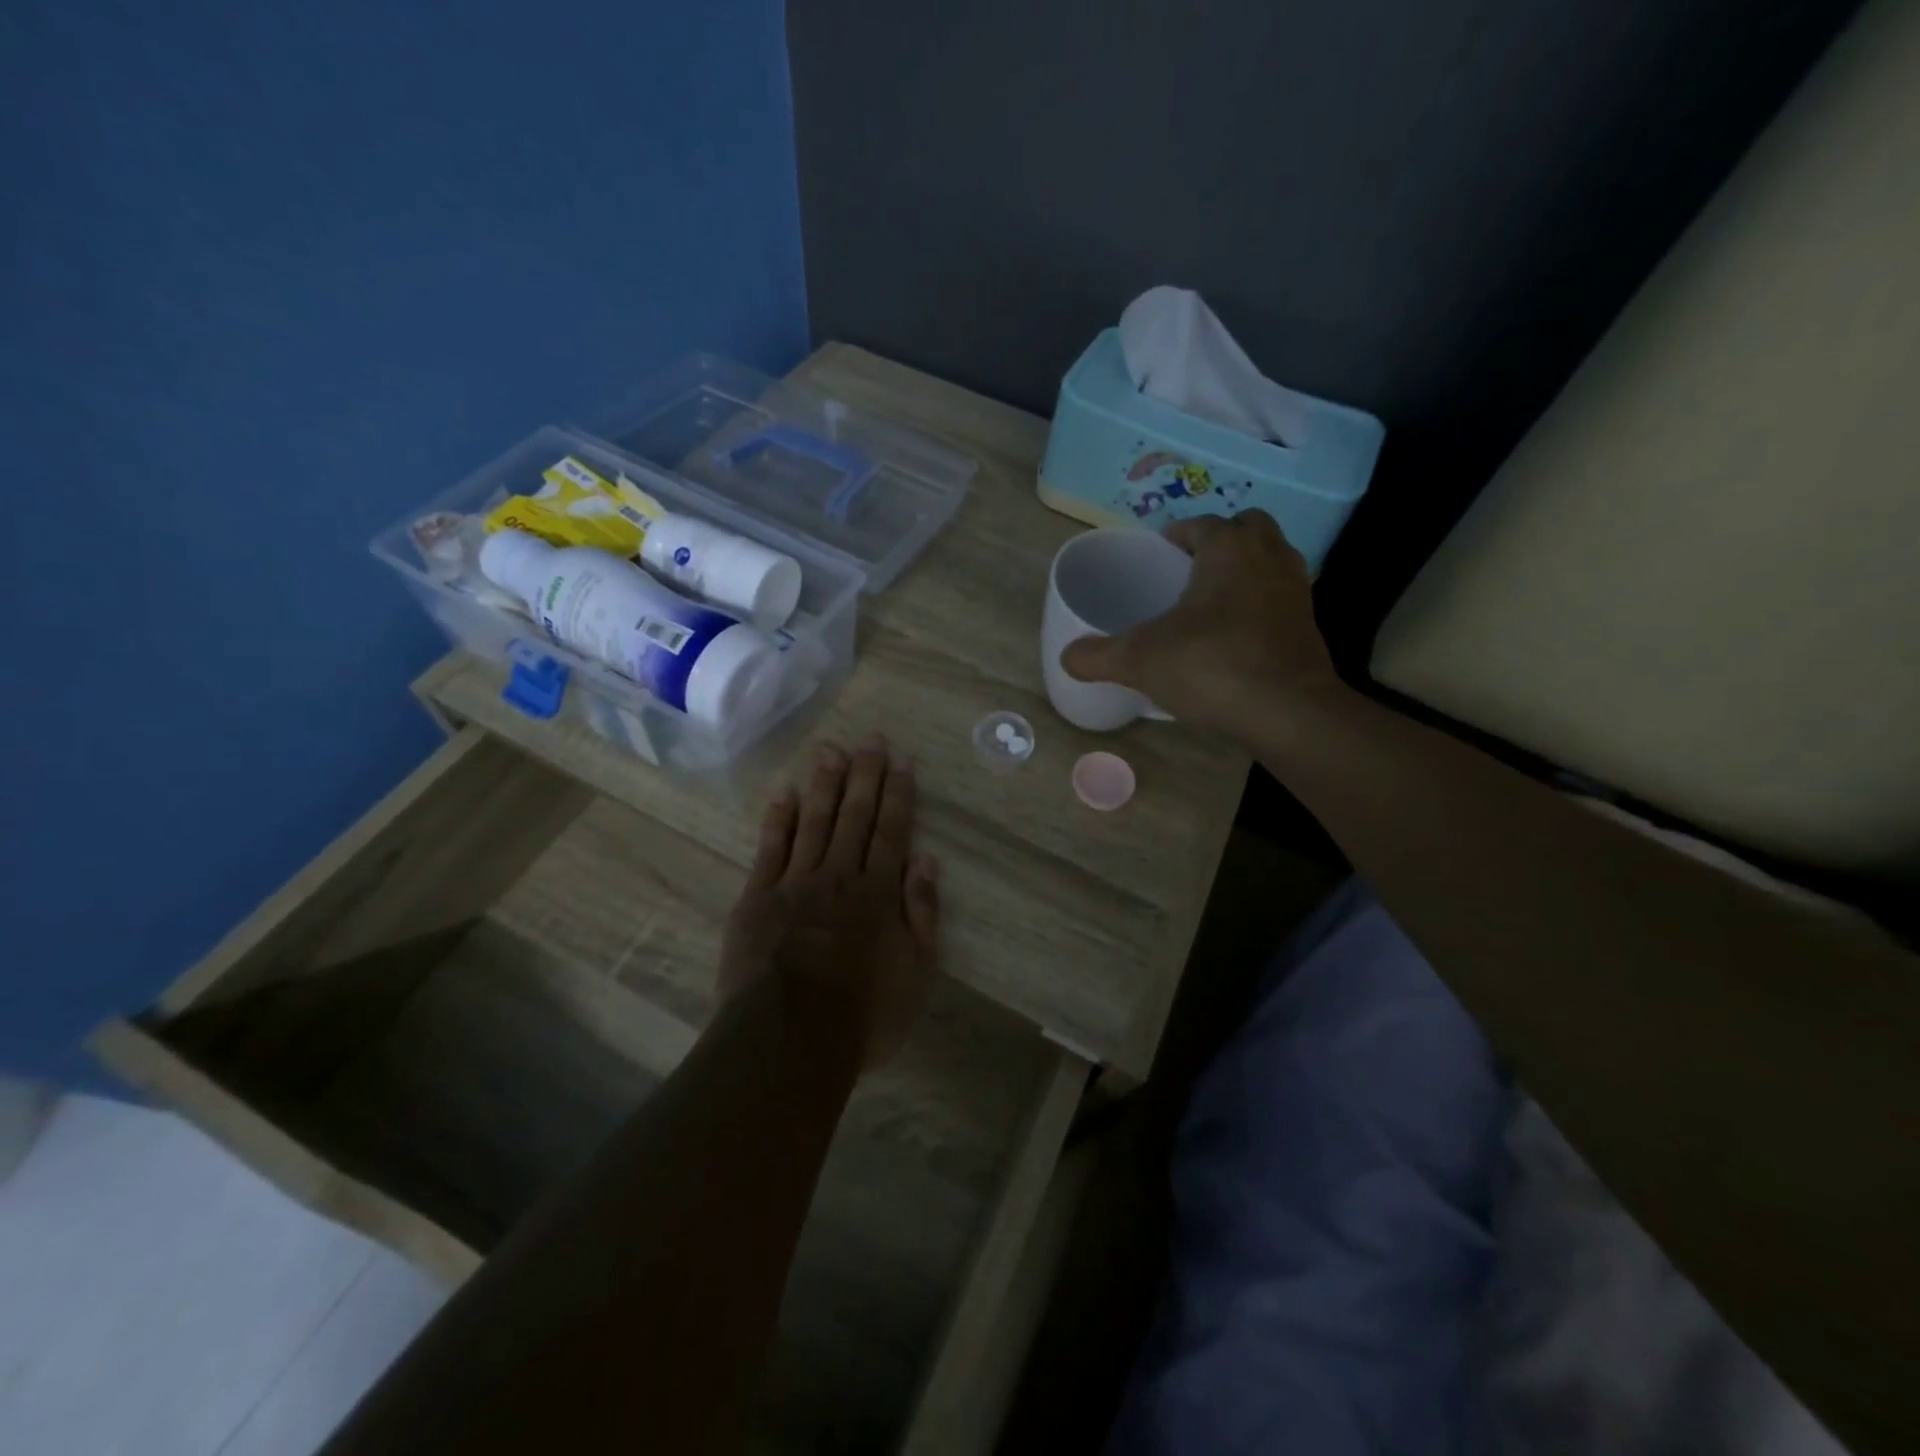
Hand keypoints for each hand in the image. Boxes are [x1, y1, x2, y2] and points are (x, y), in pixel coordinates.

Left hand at [719, 734, 940, 1068]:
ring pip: (814, 821)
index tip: (902, 760)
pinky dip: (779, 818)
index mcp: (878, 892)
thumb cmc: (863, 1014)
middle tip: (870, 738)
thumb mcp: (916, 972)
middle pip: (854, 815)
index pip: (892, 830)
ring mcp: (795, 882)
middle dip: (865, 774)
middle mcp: (839, 875)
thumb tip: (927, 859)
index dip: (898, 793)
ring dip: (824, 784)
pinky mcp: (757, 897)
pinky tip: (785, 792)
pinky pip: (770, 848)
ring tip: (831, 749)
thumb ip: (923, 912)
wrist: (789, 1040)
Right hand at [1059, 511, 1347, 742]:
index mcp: (1229, 548)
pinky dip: (1260, 604)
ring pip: (1271, 560)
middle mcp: (1269, 557)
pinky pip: (1280, 598)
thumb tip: (1066, 656)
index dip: (1177, 534)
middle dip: (1220, 540)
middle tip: (1189, 568)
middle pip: (1247, 528)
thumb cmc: (1211, 666)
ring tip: (1211, 600)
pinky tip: (1235, 635)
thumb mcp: (1139, 660)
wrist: (1288, 712)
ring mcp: (1296, 591)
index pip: (1202, 524)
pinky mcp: (1309, 626)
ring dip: (1245, 569)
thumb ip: (1097, 655)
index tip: (1159, 550)